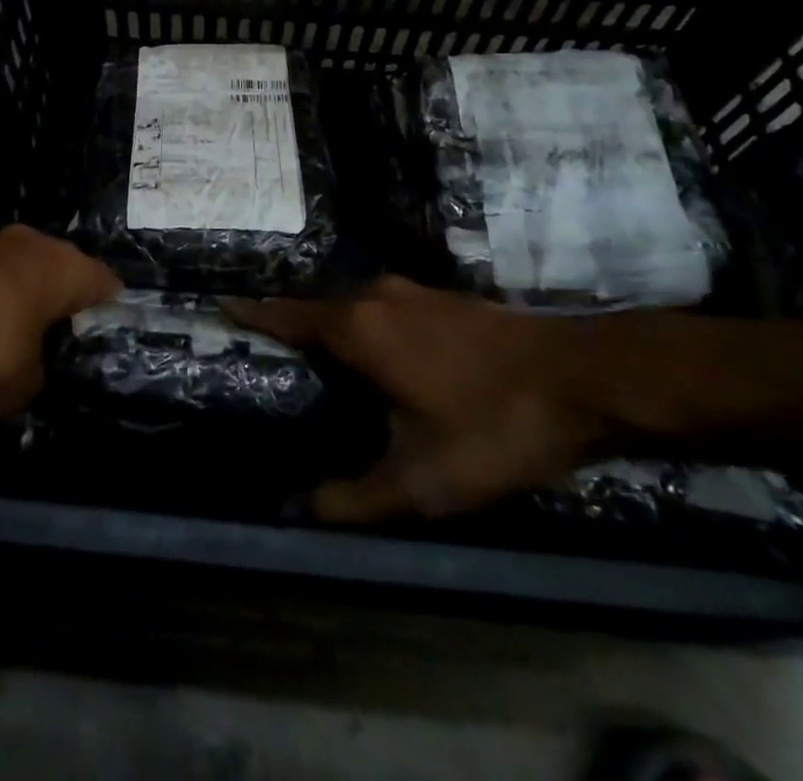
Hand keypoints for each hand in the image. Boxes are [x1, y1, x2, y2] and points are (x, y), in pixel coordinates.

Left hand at [0, 225, 119, 422]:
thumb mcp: (22, 388)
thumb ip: (38, 379)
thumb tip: (29, 371)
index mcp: (69, 268)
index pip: (108, 287)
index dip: (108, 318)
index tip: (100, 347)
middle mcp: (38, 243)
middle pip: (62, 278)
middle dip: (58, 311)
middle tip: (54, 350)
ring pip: (20, 279)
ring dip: (17, 308)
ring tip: (7, 349)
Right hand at [228, 277, 611, 522]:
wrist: (583, 377)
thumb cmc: (492, 422)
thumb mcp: (422, 481)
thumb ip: (356, 499)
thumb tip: (300, 511)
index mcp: (357, 327)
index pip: (285, 314)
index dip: (251, 312)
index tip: (219, 307)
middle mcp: (376, 297)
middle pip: (315, 307)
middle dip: (287, 325)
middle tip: (263, 354)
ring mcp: (412, 292)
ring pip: (352, 307)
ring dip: (329, 326)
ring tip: (314, 360)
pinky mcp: (442, 298)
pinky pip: (383, 309)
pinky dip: (364, 327)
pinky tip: (376, 357)